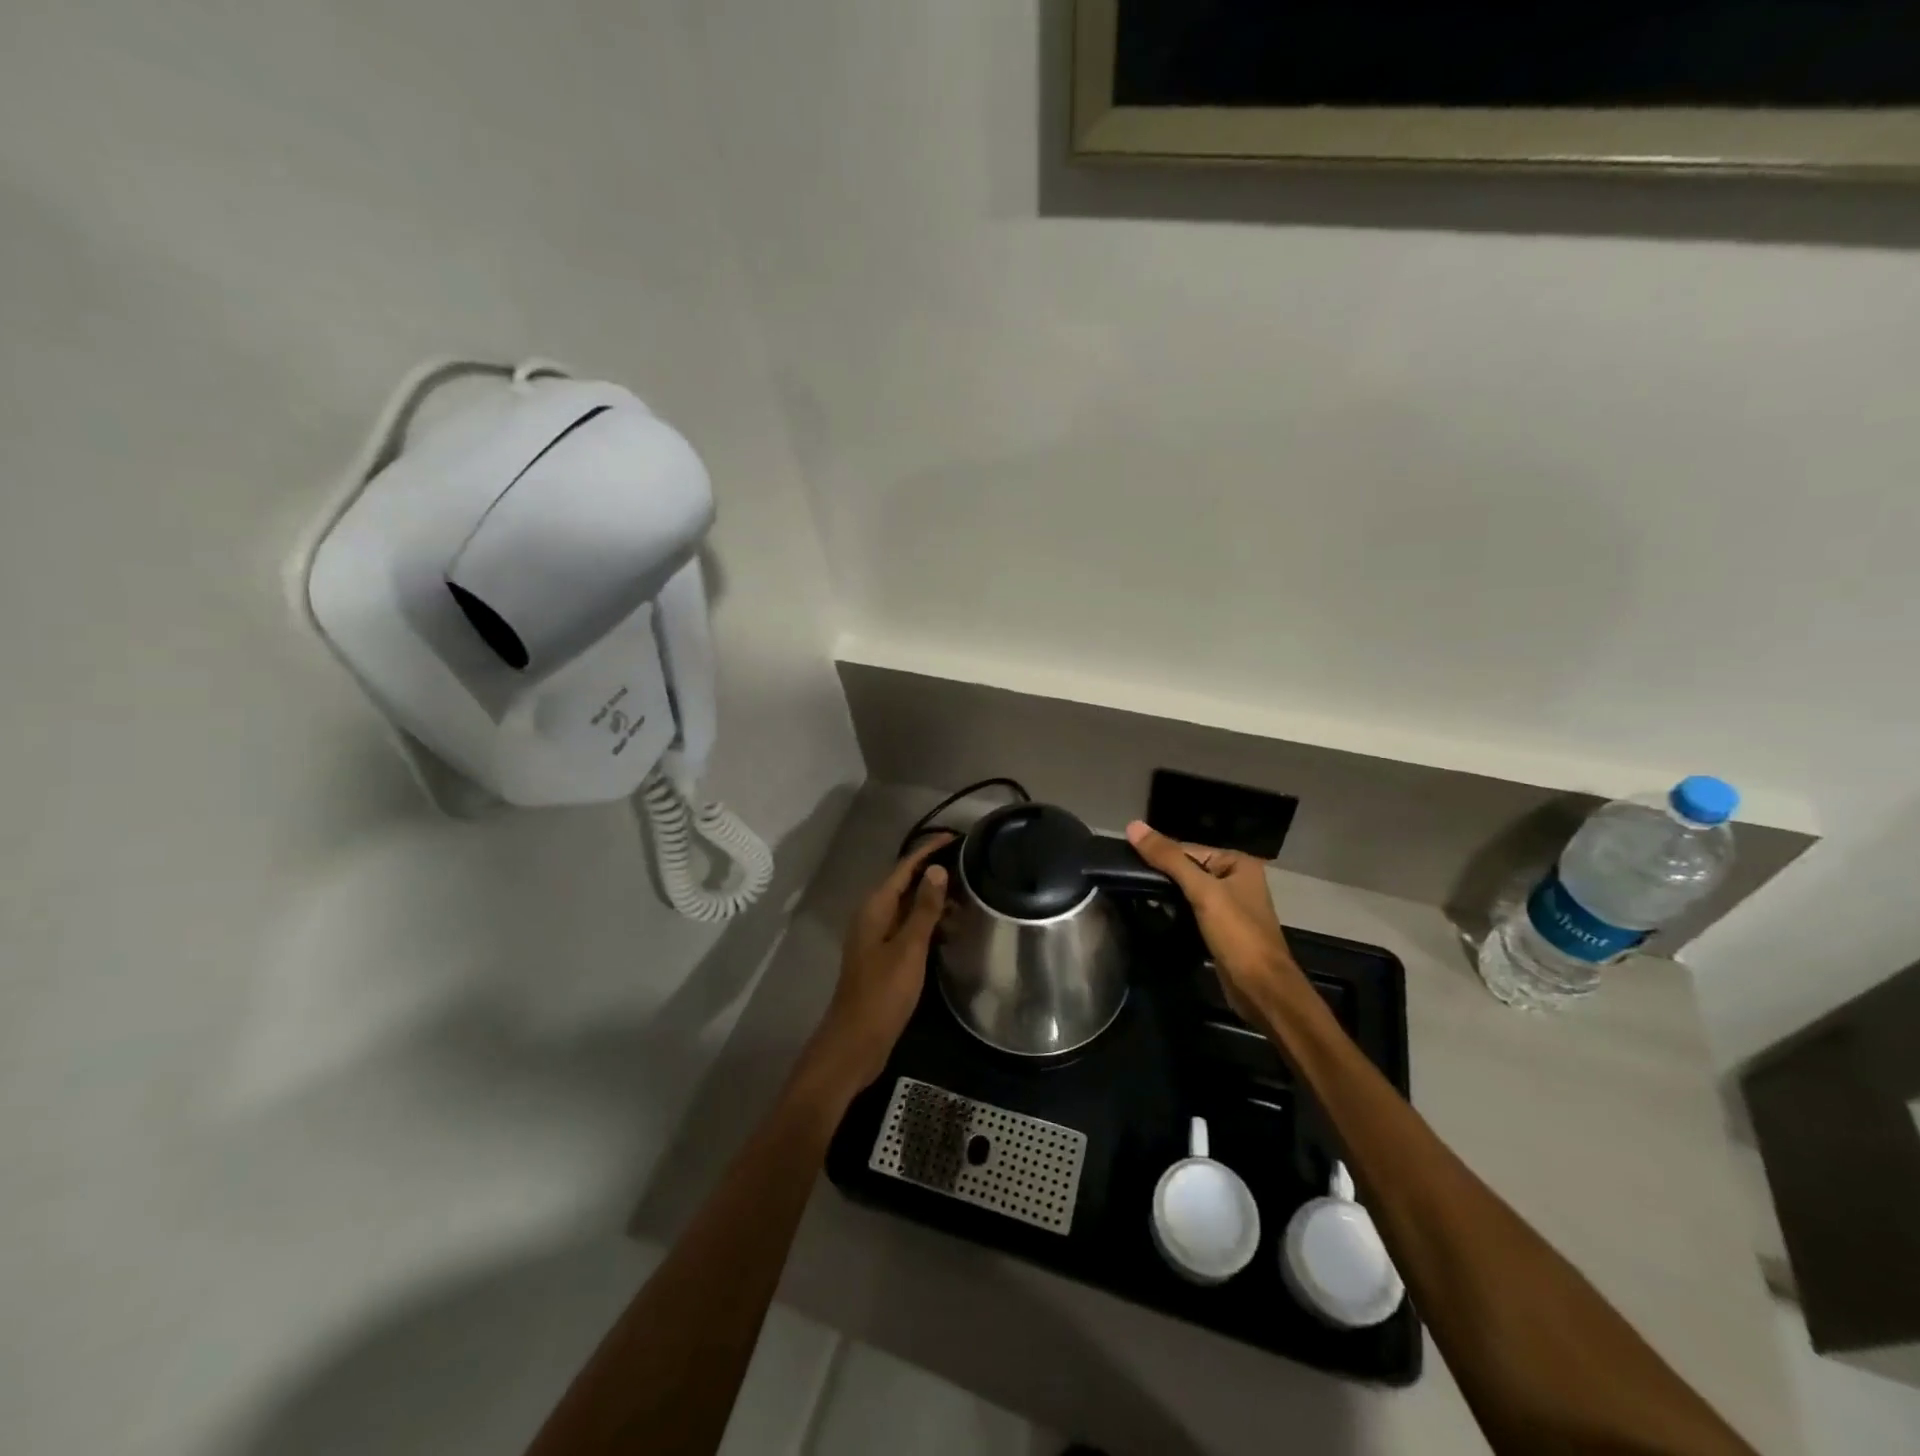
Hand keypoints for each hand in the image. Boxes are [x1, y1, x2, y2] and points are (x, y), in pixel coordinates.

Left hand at [803, 833, 952, 1097]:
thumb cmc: (882, 993)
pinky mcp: (884, 957)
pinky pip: (908, 928)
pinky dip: (929, 924)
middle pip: (906, 884)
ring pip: (908, 907)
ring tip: (968, 899)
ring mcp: (877, 938)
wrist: (856, 1042)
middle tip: (970, 868)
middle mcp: (873, 916)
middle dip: (935, 874)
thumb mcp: (909, 948)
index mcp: (875, 908)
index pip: (904, 867)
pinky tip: (950, 931)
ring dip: (934, 901)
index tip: (956, 838)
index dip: (929, 851)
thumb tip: (938, 870)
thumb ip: (924, 909)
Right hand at [1125, 821, 1307, 1019]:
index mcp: (1238, 863)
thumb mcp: (1202, 891)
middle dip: (1162, 877)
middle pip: (1188, 869)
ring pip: (1189, 892)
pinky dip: (1176, 912)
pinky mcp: (1222, 929)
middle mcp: (1237, 879)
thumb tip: (1133, 825)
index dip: (1159, 855)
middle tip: (1128, 881)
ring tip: (1135, 896)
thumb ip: (1169, 859)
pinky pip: (1193, 911)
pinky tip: (1155, 915)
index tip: (1127, 863)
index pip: (1188, 849)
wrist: (1262, 989)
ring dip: (1167, 896)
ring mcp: (1230, 906)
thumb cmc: (1237, 934)